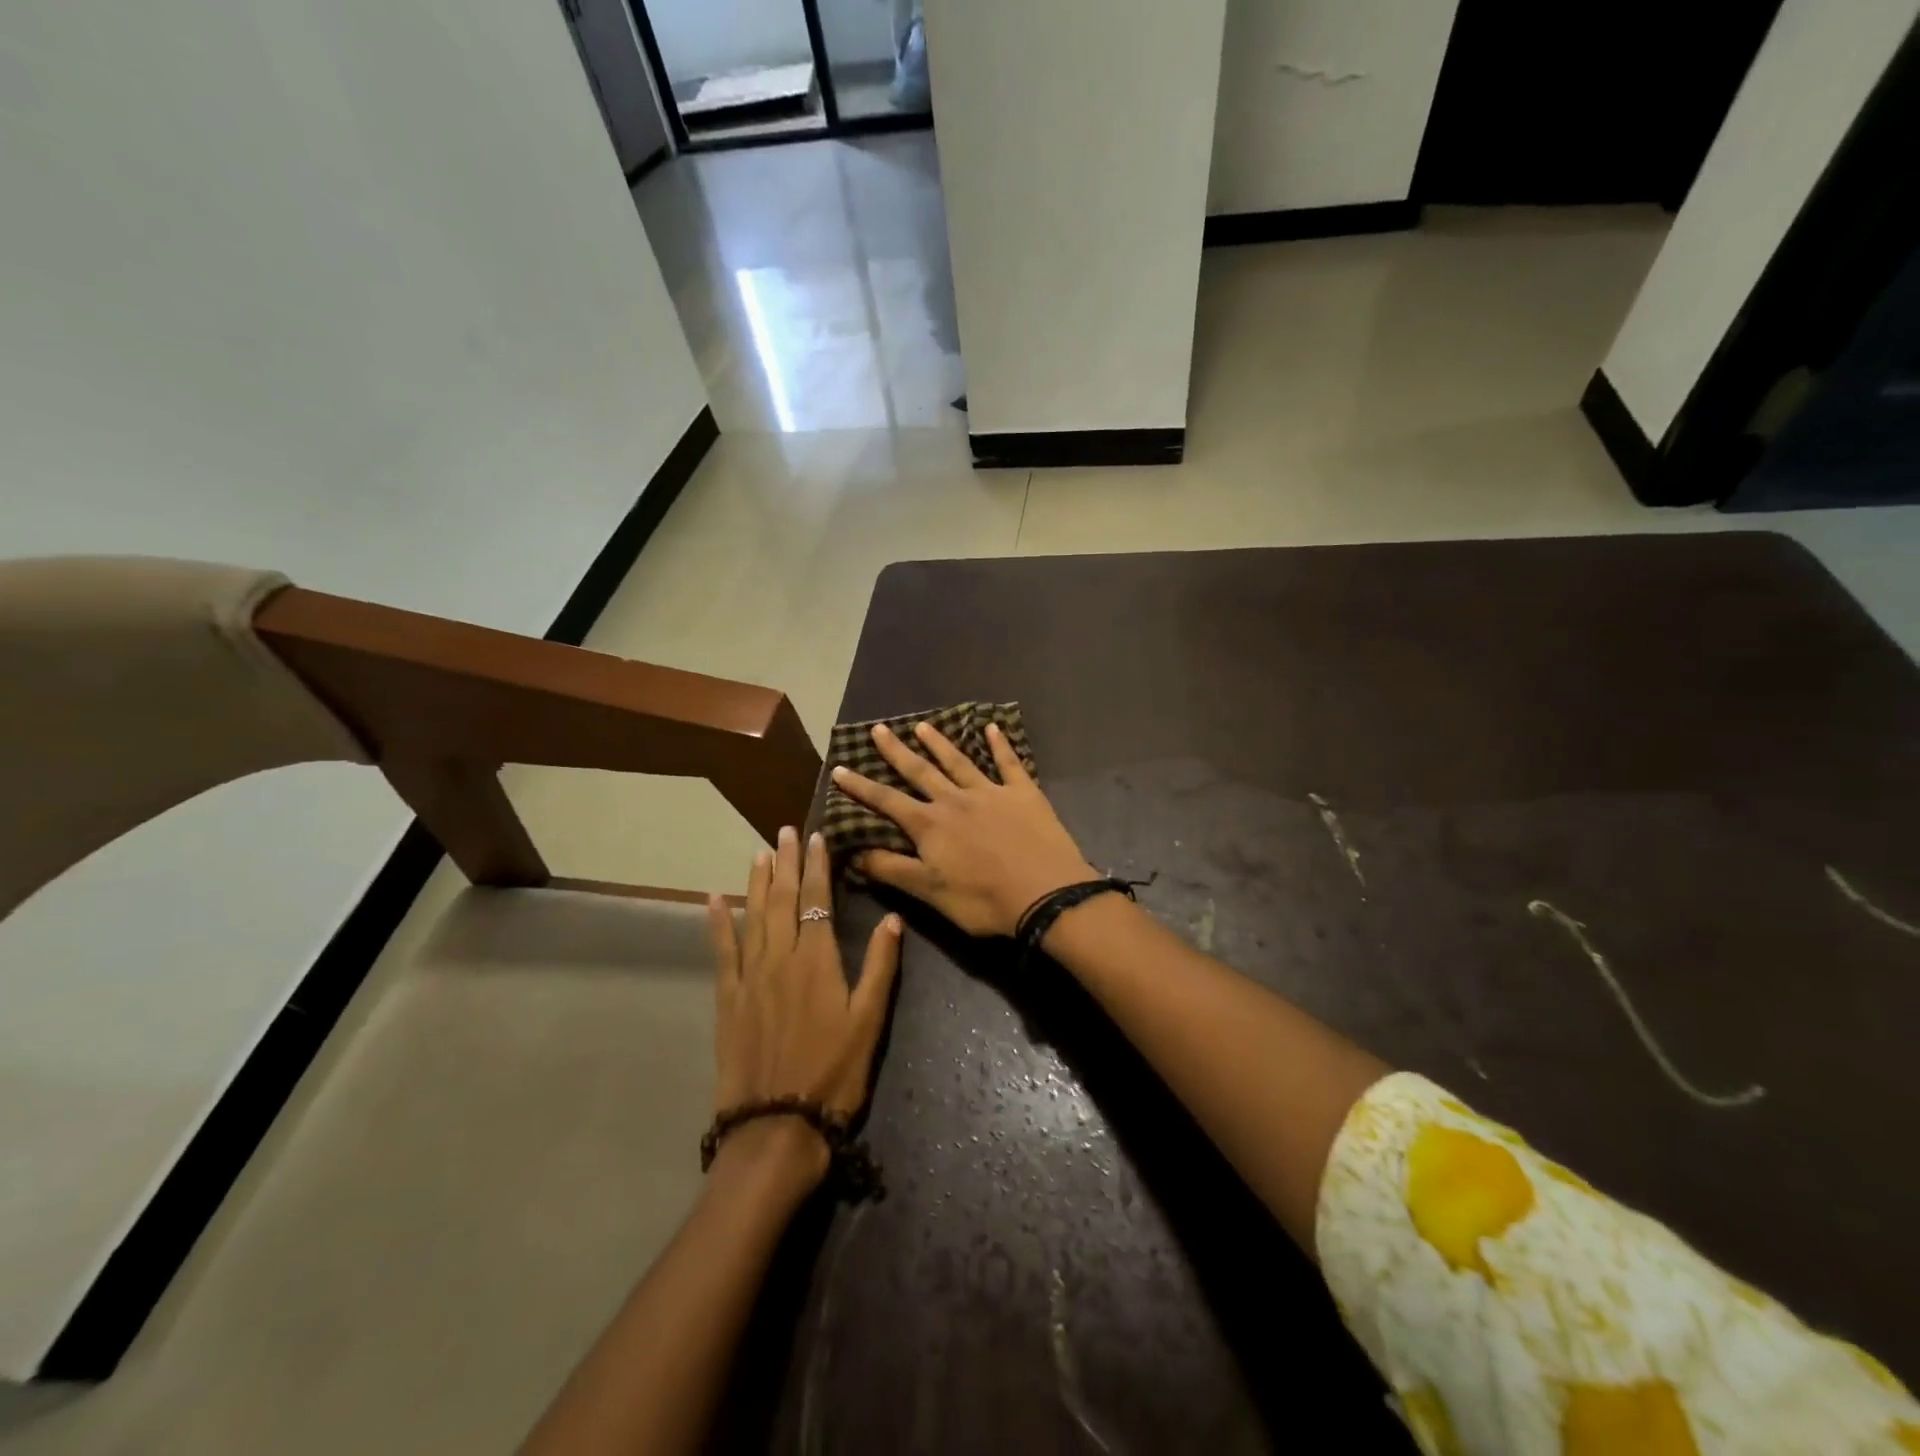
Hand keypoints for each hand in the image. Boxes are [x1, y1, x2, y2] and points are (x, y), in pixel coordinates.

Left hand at [707, 827, 902, 1182]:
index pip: (817, 899)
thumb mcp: (869, 1021)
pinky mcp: (727, 998)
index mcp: (817, 960)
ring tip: (759, 853)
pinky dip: (717, 923)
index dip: (818, 866)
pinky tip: (712, 900)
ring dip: (756, 882)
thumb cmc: (834, 1073)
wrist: (776, 1124)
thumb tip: (892, 918)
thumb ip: (879, 966)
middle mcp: (780, 957)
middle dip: (786, 862)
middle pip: (783, 899)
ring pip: (752, 916)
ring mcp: (749, 976)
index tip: (816, 837)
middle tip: (785, 831)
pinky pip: (721, 951)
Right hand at [829, 720, 1095, 937]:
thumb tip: (853, 852)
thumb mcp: (929, 892)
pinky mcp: (1024, 793)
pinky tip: (992, 727)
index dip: (861, 787)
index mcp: (930, 825)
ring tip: (922, 726)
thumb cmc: (982, 900)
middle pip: (920, 771)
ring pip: (959, 761)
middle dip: (896, 751)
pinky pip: (1009, 763)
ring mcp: (991, 792)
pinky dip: (1000, 744)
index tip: (839, 768)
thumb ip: (891, 870)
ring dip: (939, 743)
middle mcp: (955, 800)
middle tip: (878, 729)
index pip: (887, 801)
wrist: (1045, 894)